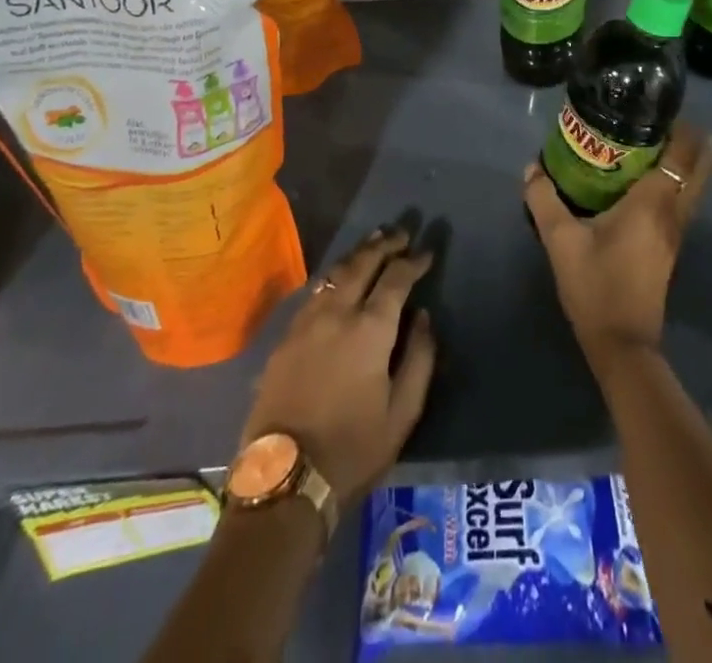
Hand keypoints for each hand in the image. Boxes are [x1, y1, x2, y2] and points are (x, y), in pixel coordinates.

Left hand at [239, 228, 436, 505]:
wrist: (285, 480)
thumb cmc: (352, 450)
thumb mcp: (402, 413)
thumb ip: (420, 359)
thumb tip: (424, 317)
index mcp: (369, 329)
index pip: (396, 279)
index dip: (413, 262)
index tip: (427, 252)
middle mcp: (336, 313)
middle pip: (362, 264)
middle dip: (384, 244)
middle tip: (401, 232)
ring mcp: (306, 322)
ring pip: (335, 273)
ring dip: (358, 254)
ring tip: (374, 242)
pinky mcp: (285, 338)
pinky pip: (315, 292)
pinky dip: (334, 276)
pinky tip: (339, 278)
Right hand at [523, 122, 711, 369]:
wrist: (621, 343)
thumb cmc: (595, 285)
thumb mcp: (560, 240)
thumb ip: (544, 200)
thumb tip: (532, 168)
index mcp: (653, 203)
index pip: (681, 153)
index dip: (680, 127)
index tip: (660, 105)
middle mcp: (673, 212)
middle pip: (698, 167)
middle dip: (691, 139)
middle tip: (660, 118)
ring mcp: (676, 232)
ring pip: (693, 185)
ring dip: (683, 161)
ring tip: (654, 140)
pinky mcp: (670, 247)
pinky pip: (682, 201)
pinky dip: (675, 181)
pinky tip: (646, 179)